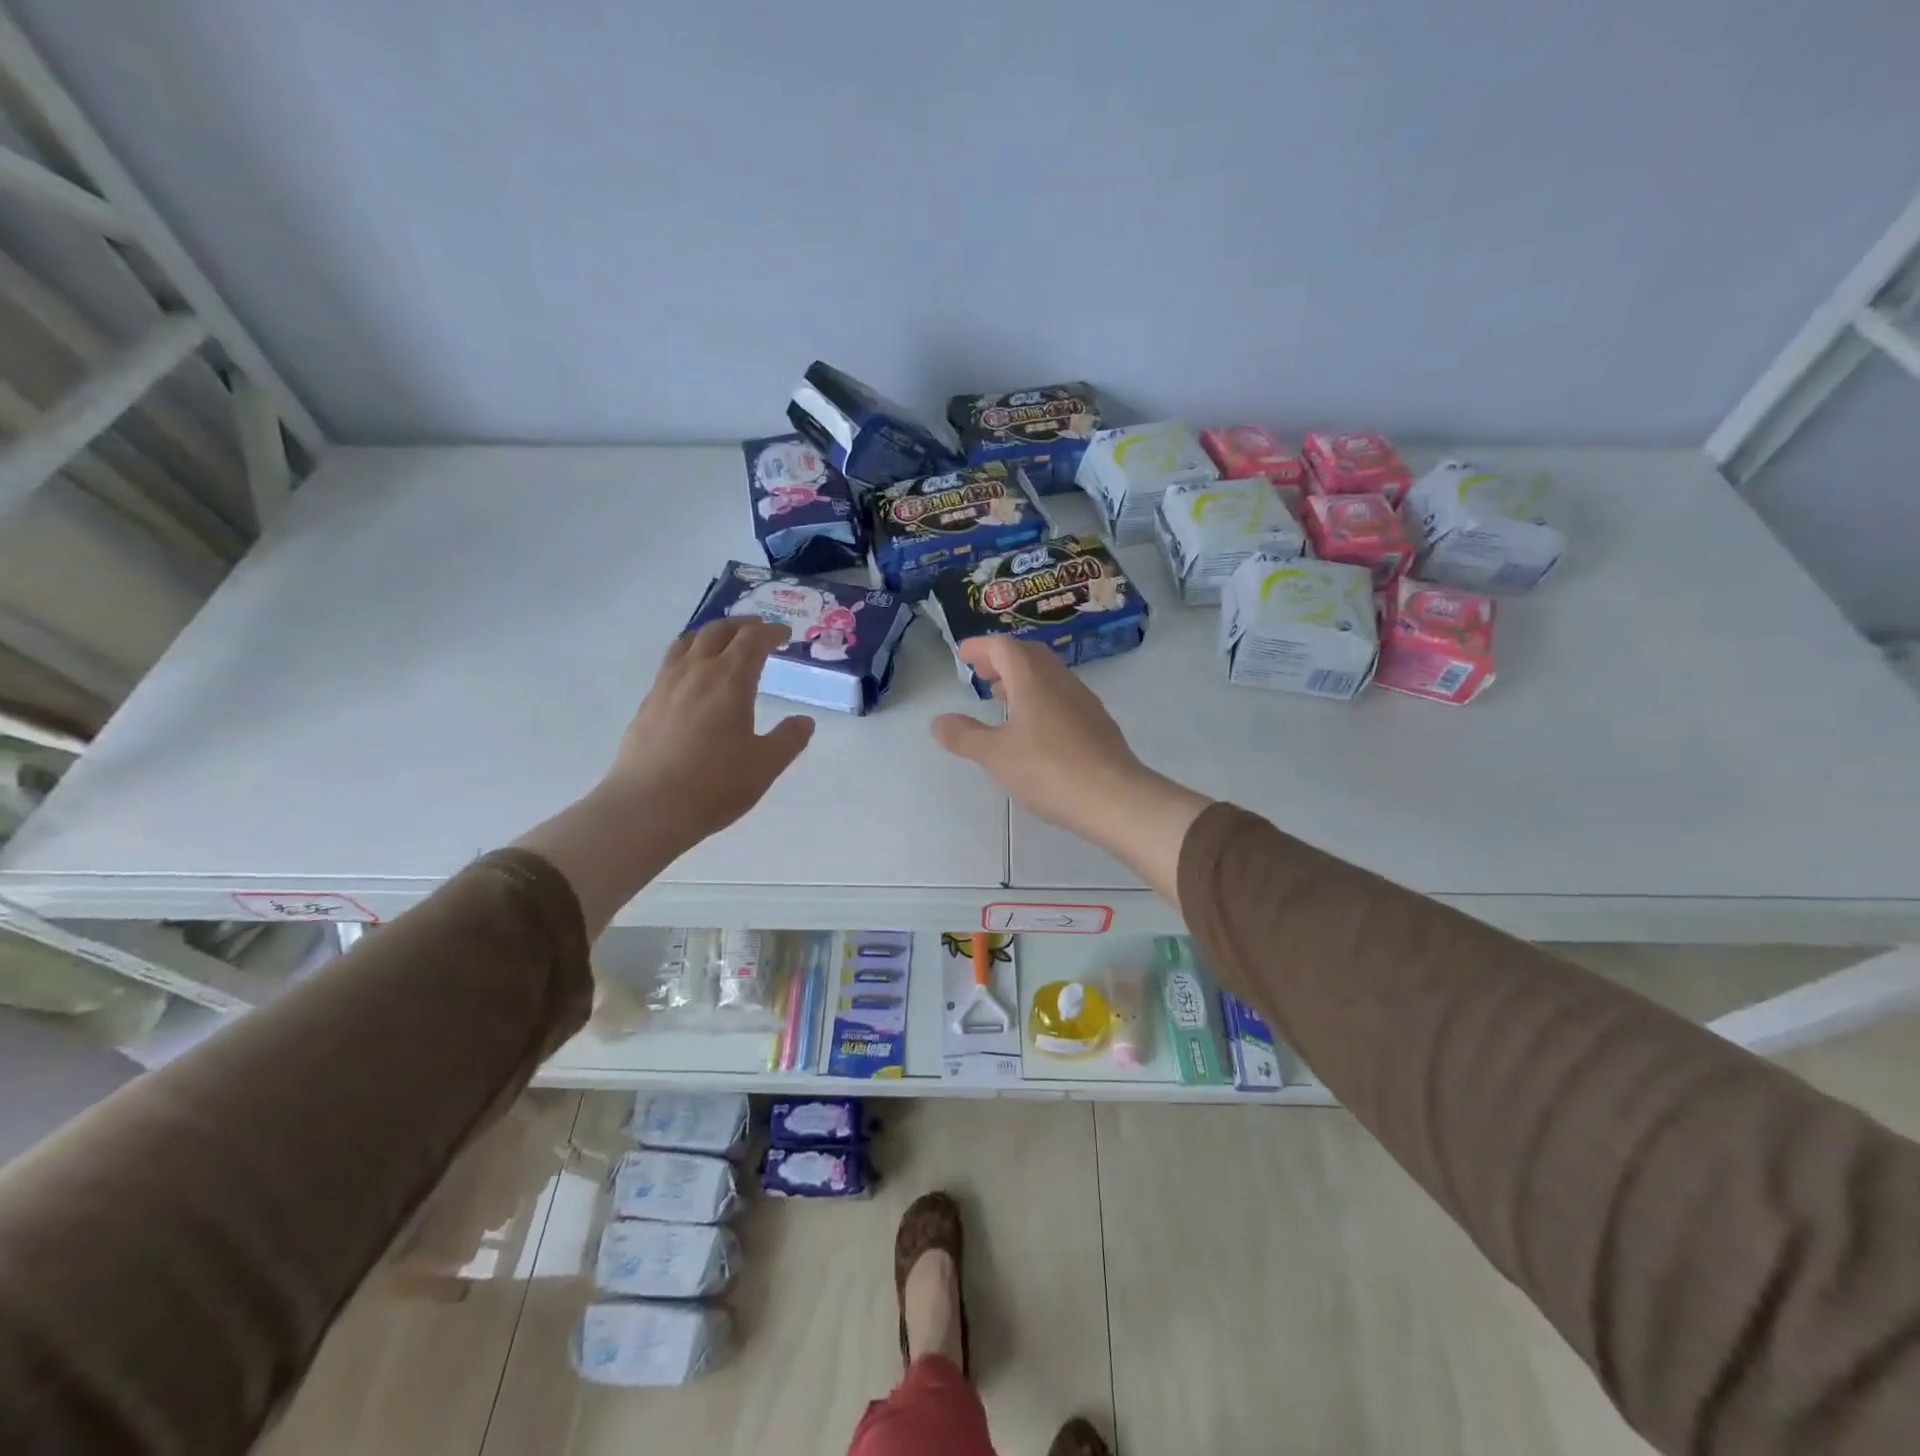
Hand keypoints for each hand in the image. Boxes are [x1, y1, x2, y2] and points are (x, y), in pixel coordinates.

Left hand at [516, 618, 813, 935]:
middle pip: (718, 632)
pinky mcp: (648, 703)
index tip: (785, 634)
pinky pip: (671, 663)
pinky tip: (693, 675)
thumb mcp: (766, 765)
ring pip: (689, 642)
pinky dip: (689, 654)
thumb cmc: (715, 784)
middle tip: (758, 630)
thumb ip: (789, 739)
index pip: (752, 641)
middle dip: (742, 625)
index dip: (771, 632)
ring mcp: (667, 685)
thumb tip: (804, 721)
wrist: (648, 807)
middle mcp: (697, 672)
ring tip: (723, 642)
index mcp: (730, 680)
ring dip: (711, 634)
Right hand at [930, 637, 1208, 901]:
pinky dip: (1040, 697)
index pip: (1004, 647)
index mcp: (1032, 678)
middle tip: (981, 674)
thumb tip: (938, 721)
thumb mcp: (996, 755)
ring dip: (1022, 679)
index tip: (963, 655)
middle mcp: (1060, 680)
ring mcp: (1083, 700)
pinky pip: (1061, 695)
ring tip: (1001, 699)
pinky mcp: (1096, 722)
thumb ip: (964, 736)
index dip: (981, 647)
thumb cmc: (1048, 770)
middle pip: (1028, 655)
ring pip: (1048, 675)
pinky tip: (1034, 727)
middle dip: (1002, 659)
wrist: (1114, 798)